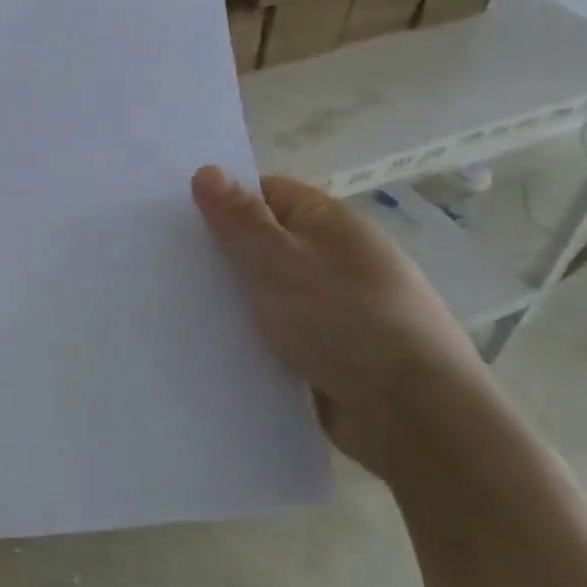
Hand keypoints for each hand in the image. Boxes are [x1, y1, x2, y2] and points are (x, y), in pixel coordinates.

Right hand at [192, 166, 498, 483]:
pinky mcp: (334, 353)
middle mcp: (337, 257)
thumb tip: (207, 171)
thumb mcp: (279, 261)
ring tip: (182, 308)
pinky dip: (256, 338)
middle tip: (171, 266)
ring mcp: (338, 307)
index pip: (266, 192)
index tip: (179, 223)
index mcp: (330, 221)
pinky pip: (282, 334)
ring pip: (271, 292)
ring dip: (237, 302)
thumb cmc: (343, 321)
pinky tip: (219, 347)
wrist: (415, 416)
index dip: (224, 202)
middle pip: (267, 243)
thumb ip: (239, 218)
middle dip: (224, 256)